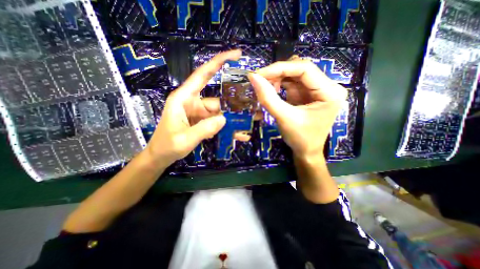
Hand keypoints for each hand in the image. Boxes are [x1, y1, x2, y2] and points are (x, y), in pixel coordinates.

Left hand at [144, 50, 241, 164]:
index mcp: (184, 99)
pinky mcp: (203, 122)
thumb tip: (224, 119)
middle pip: (218, 101)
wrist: (161, 157)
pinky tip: (240, 135)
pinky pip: (218, 123)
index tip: (235, 55)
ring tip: (249, 123)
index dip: (218, 62)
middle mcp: (193, 103)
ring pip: (220, 113)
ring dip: (233, 120)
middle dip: (234, 105)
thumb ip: (203, 129)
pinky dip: (228, 128)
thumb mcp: (184, 139)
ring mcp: (199, 114)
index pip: (202, 75)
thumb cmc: (166, 146)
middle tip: (253, 108)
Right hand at [249, 57, 347, 161]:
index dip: (279, 68)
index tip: (259, 74)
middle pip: (300, 70)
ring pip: (295, 75)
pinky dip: (280, 85)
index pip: (304, 69)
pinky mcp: (309, 94)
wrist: (306, 151)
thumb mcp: (283, 118)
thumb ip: (268, 98)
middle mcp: (328, 87)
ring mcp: (318, 90)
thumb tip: (253, 77)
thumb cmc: (299, 138)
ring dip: (278, 79)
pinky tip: (272, 91)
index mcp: (329, 92)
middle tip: (259, 80)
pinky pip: (293, 83)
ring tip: (265, 87)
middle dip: (278, 74)